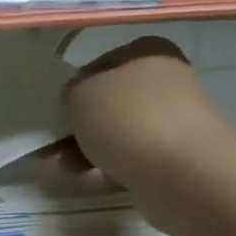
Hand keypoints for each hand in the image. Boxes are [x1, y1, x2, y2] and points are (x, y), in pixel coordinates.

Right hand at [62, 36, 235, 189]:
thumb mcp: (80, 94)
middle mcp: (164, 83)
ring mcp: (171, 123)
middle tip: (52, 150)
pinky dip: (107, 172)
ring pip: (115, 136)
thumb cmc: (129, 120)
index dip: (72, 90)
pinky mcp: (172, 159)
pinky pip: (129, 162)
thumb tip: (76, 103)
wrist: (183, 174)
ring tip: (66, 171)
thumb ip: (70, 92)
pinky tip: (90, 183)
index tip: (55, 114)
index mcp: (147, 53)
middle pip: (106, 106)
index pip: (98, 66)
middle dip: (76, 130)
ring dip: (85, 154)